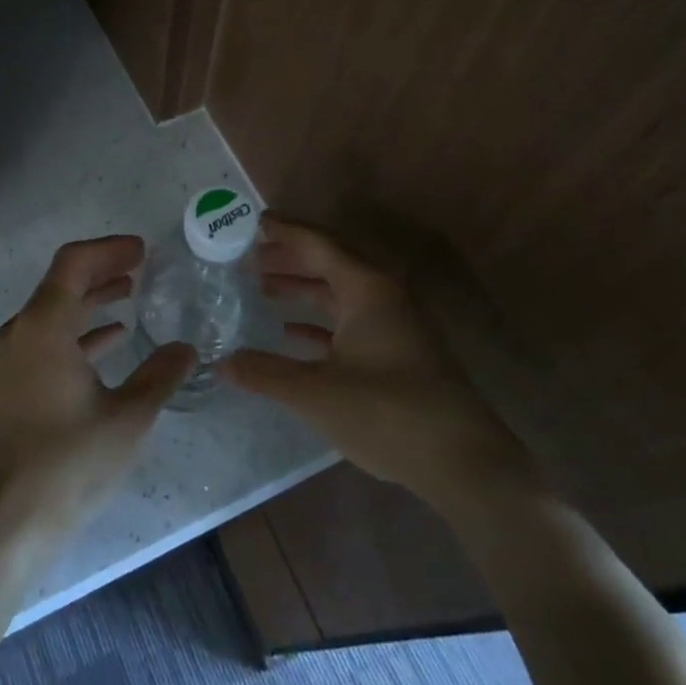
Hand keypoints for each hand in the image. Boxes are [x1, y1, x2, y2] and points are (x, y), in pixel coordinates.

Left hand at [0, 236, 194, 559]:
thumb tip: (186, 348)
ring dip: (91, 299)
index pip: (74, 263)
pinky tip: (111, 341)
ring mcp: (12, 358)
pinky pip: (48, 339)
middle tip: (141, 266)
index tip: (142, 250)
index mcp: (44, 326)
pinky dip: (78, 331)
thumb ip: (160, 376)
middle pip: (62, 282)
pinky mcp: (11, 384)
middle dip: (102, 269)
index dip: (109, 250)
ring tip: (129, 294)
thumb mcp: (127, 418)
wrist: (2, 523)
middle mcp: (21, 331)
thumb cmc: (66, 464)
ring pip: (55, 311)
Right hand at [225, 215, 538, 518]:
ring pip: (339, 292)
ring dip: (302, 287)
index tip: (253, 222)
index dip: (285, 231)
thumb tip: (222, 363)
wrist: (463, 462)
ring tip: (262, 287)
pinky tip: (291, 330)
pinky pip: (350, 320)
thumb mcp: (316, 393)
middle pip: (329, 262)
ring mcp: (393, 324)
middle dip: (289, 257)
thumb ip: (266, 374)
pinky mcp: (397, 351)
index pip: (318, 244)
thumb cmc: (387, 413)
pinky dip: (319, 320)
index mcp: (366, 288)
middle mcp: (382, 295)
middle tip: (249, 255)